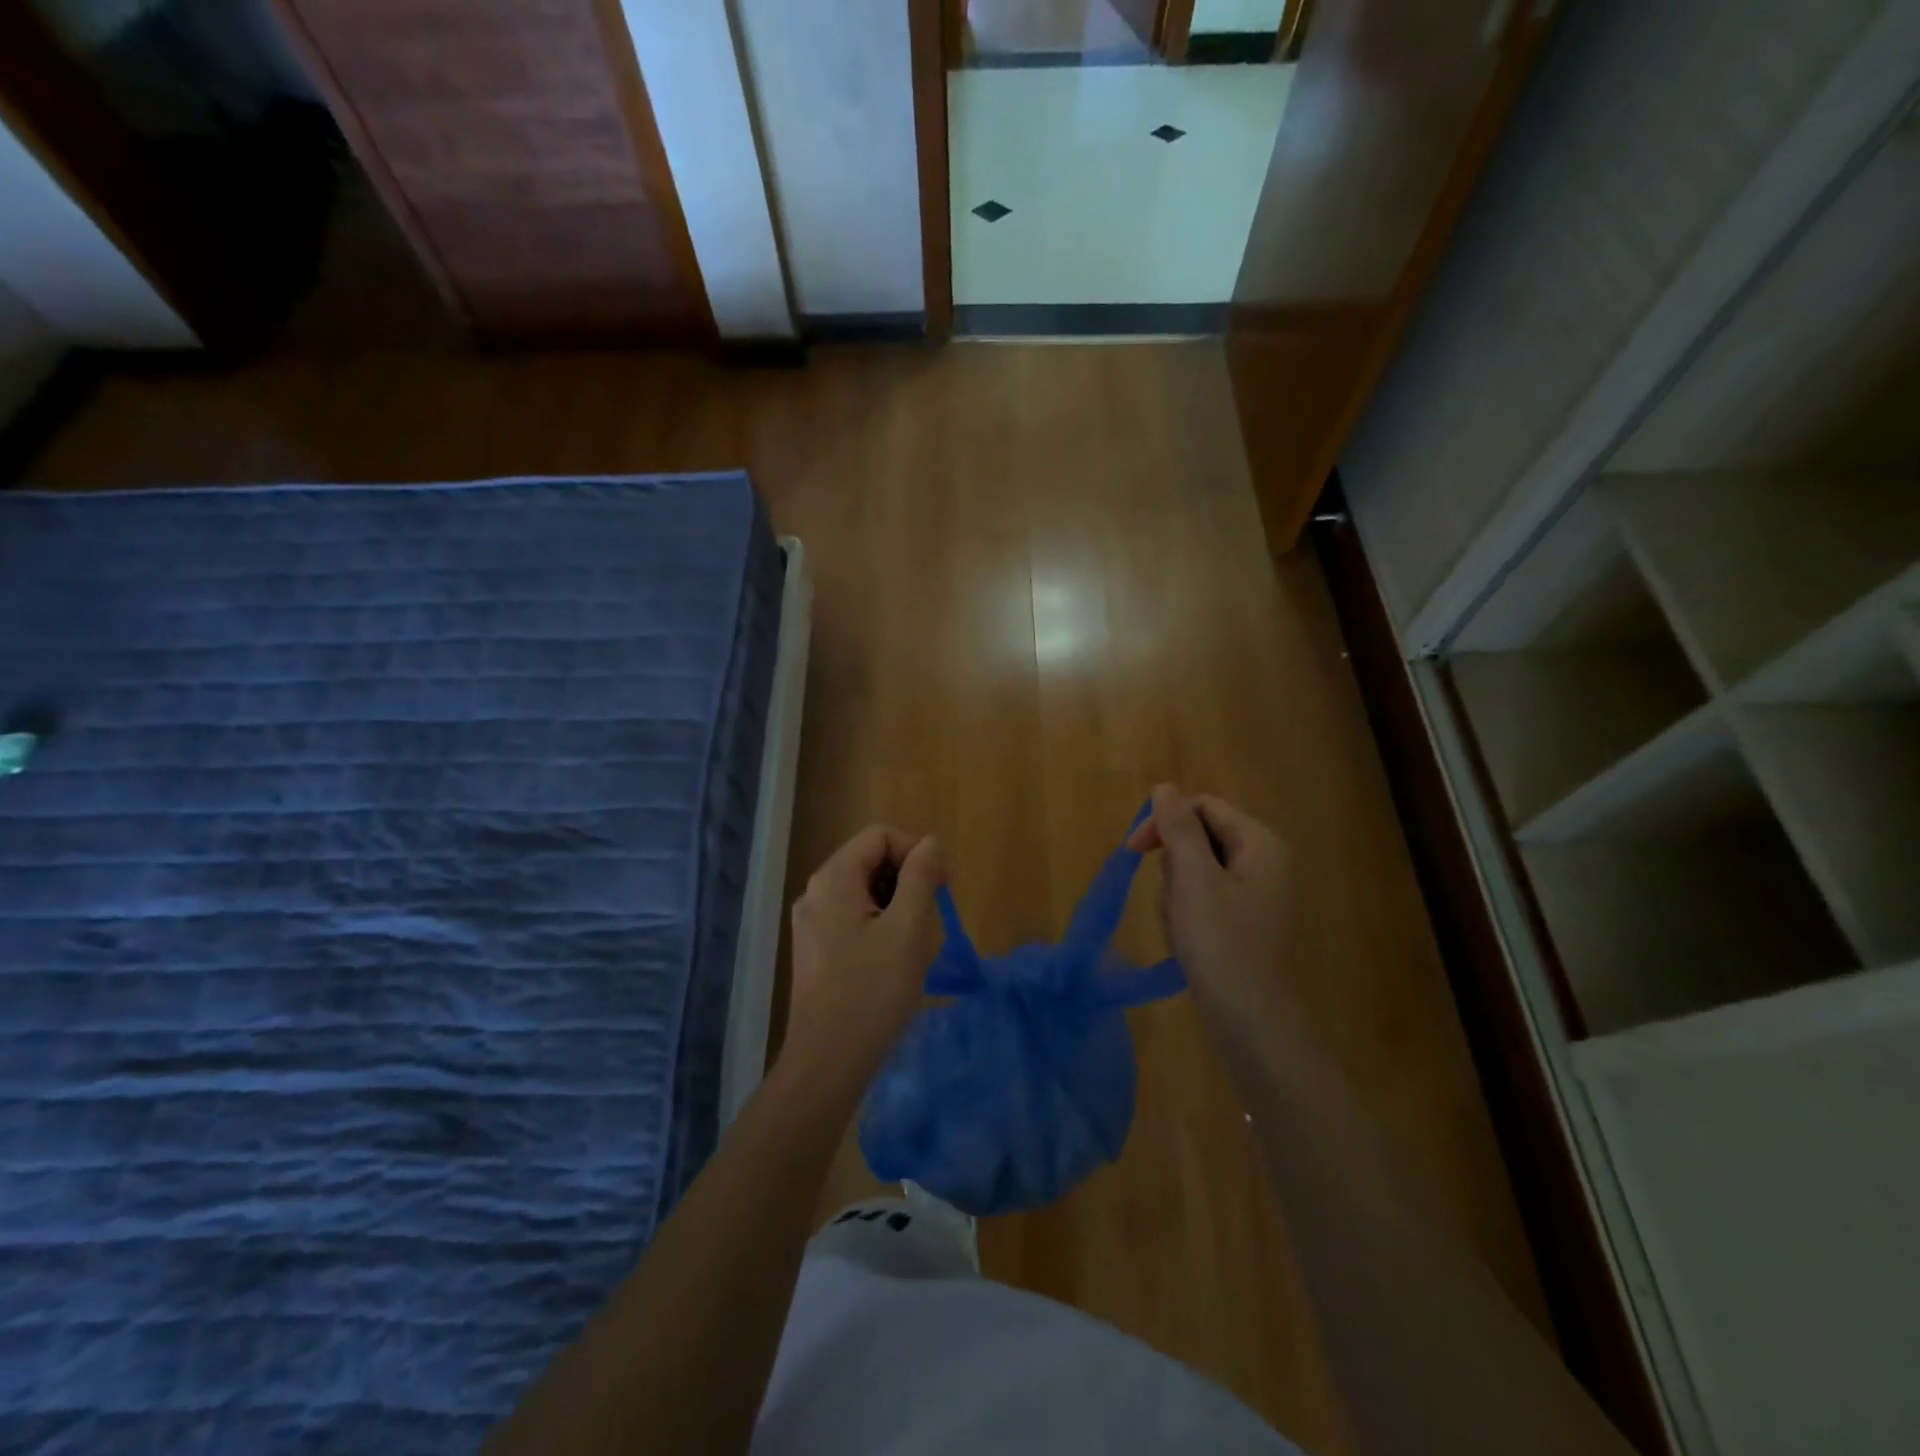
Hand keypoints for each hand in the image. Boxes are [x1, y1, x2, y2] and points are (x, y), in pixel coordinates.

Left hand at [783, 826, 944, 1087]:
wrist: (827, 1062)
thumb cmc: (872, 993)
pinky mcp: (814, 949)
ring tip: (914, 945)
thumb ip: (920, 878)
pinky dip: (879, 926)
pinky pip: (853, 917)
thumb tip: (929, 843)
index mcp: (834, 879)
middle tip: (930, 919)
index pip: (880, 836)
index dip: (915, 853)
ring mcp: (811, 922)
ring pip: (865, 891)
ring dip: (897, 906)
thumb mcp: (907, 930)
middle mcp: (816, 892)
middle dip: (907, 881)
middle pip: (870, 860)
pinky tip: (893, 962)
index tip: (941, 888)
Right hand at [1128, 785, 1295, 1049]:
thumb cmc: (1224, 949)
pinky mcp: (1253, 928)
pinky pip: (1210, 903)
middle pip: (1202, 841)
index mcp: (1262, 845)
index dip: (1164, 822)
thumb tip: (1165, 787)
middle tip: (1171, 903)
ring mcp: (1264, 899)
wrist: (1259, 1031)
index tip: (1133, 851)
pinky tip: (1189, 946)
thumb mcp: (1194, 881)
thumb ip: (1179, 828)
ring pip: (1200, 875)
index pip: (1204, 807)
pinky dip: (1191, 918)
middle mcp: (1269, 865)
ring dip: (1178, 897)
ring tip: (1181, 931)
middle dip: (1174, 868)